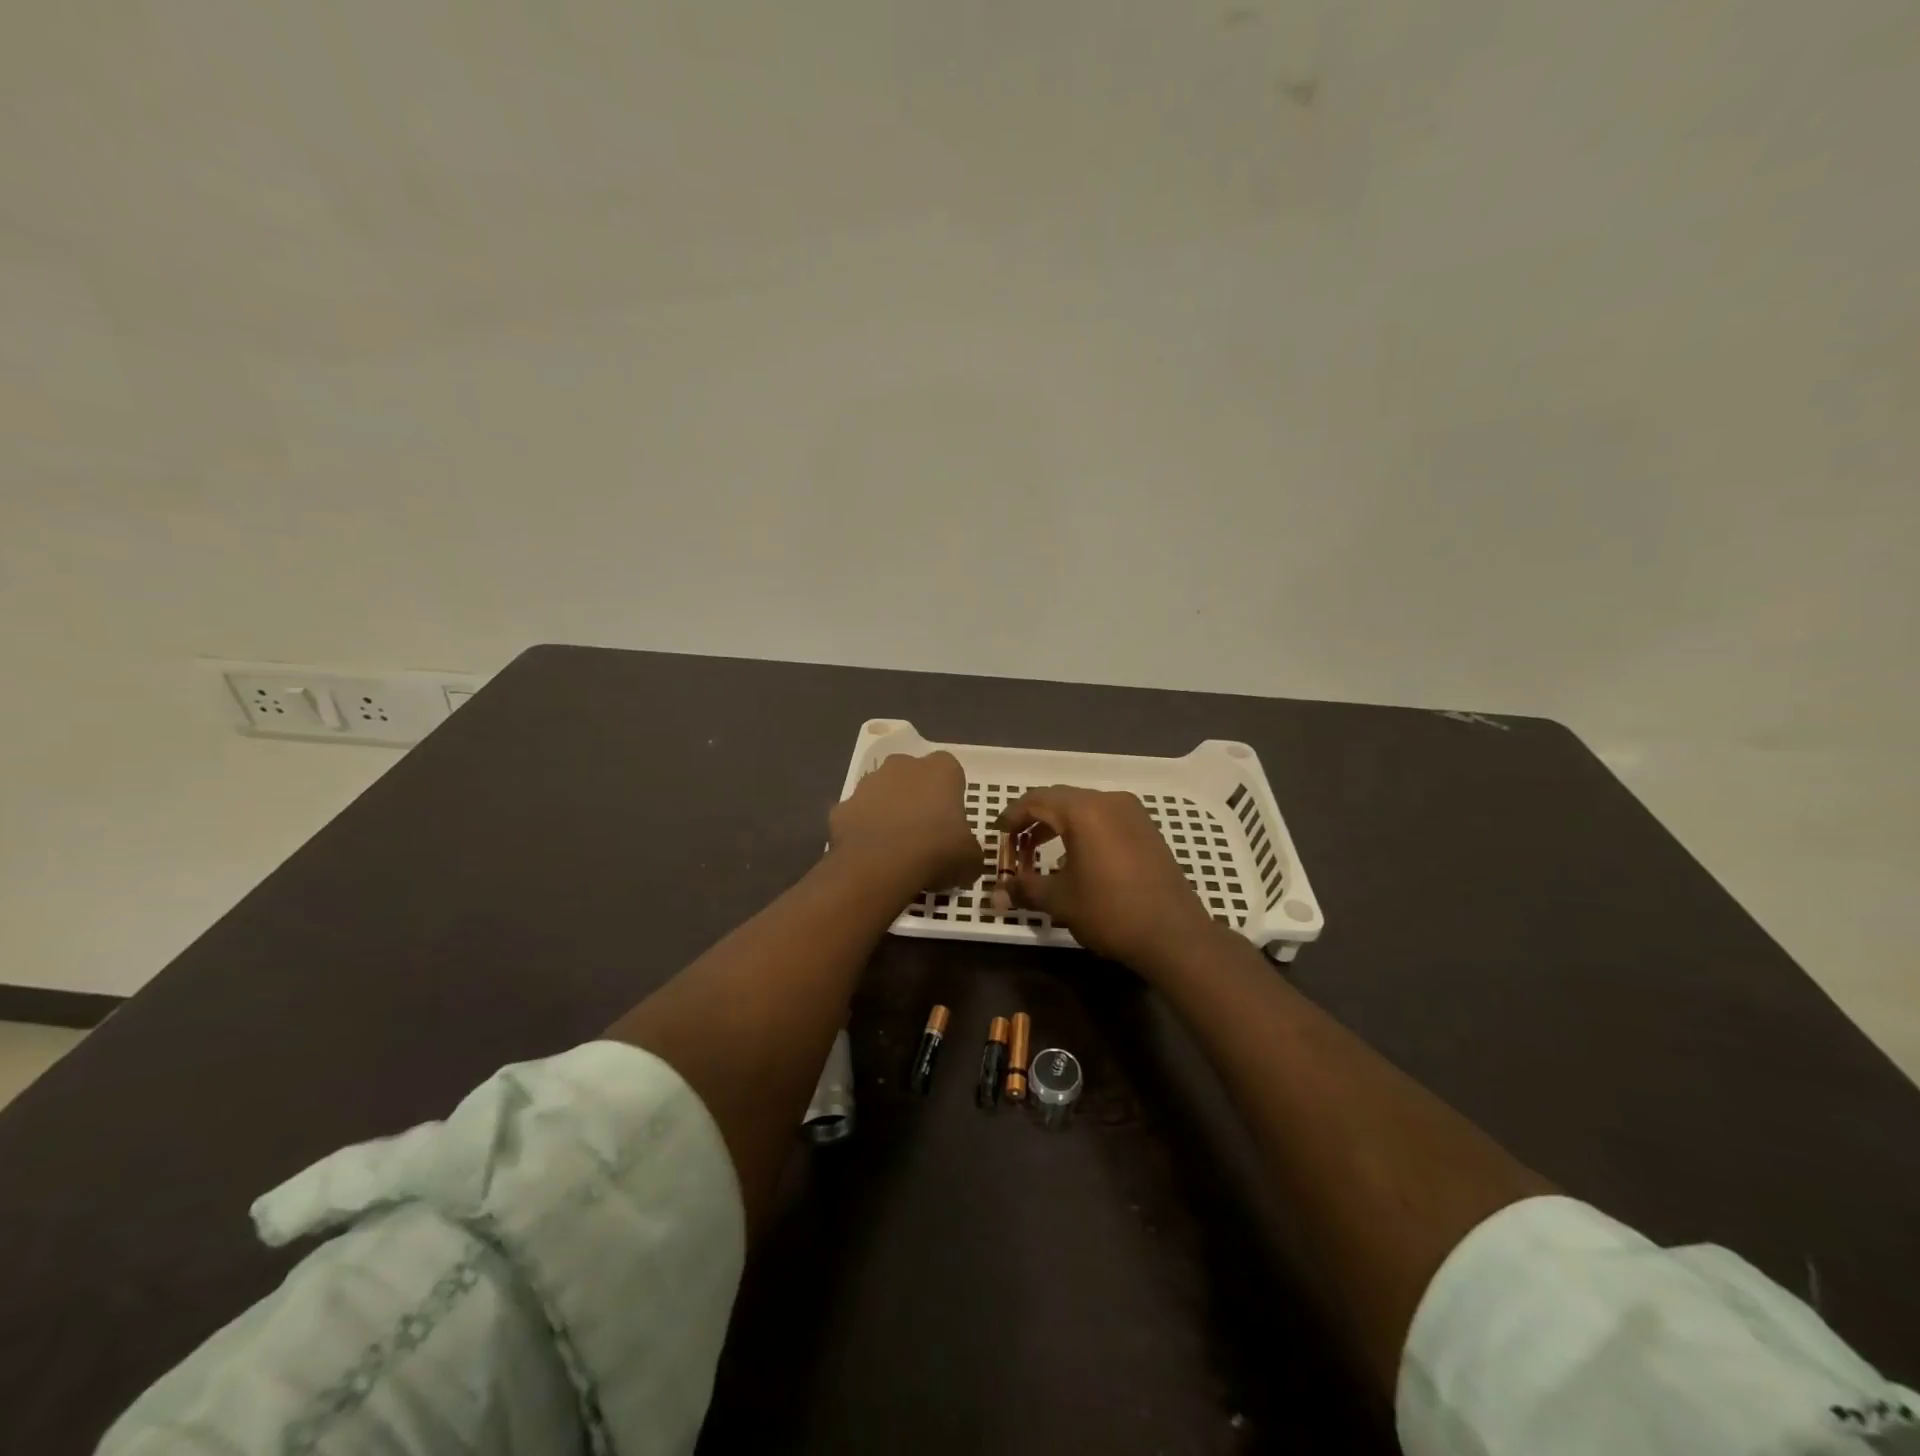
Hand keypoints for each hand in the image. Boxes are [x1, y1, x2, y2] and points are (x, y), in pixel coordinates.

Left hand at [829, 751, 981, 891]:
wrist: (880, 866)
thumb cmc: (936, 851)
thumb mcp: (971, 859)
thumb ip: (970, 852)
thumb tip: (966, 861)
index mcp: (940, 769)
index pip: (950, 772)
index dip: (951, 796)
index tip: (952, 822)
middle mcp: (902, 765)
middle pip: (912, 776)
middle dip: (917, 797)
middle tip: (924, 833)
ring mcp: (867, 784)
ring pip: (881, 793)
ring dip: (888, 811)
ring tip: (895, 847)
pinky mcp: (841, 807)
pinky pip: (857, 817)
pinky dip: (863, 831)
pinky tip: (870, 855)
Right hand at [997, 786, 1215, 970]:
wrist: (1174, 934)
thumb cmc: (1110, 911)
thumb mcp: (1060, 900)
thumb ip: (1025, 888)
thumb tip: (997, 893)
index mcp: (1083, 811)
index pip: (1036, 800)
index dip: (1012, 815)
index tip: (998, 833)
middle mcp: (1109, 801)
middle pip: (1060, 799)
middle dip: (1033, 819)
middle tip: (1016, 843)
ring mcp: (1133, 813)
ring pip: (1084, 808)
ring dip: (1058, 824)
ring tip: (1040, 851)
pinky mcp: (1147, 830)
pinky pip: (1105, 819)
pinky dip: (1084, 830)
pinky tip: (1077, 859)